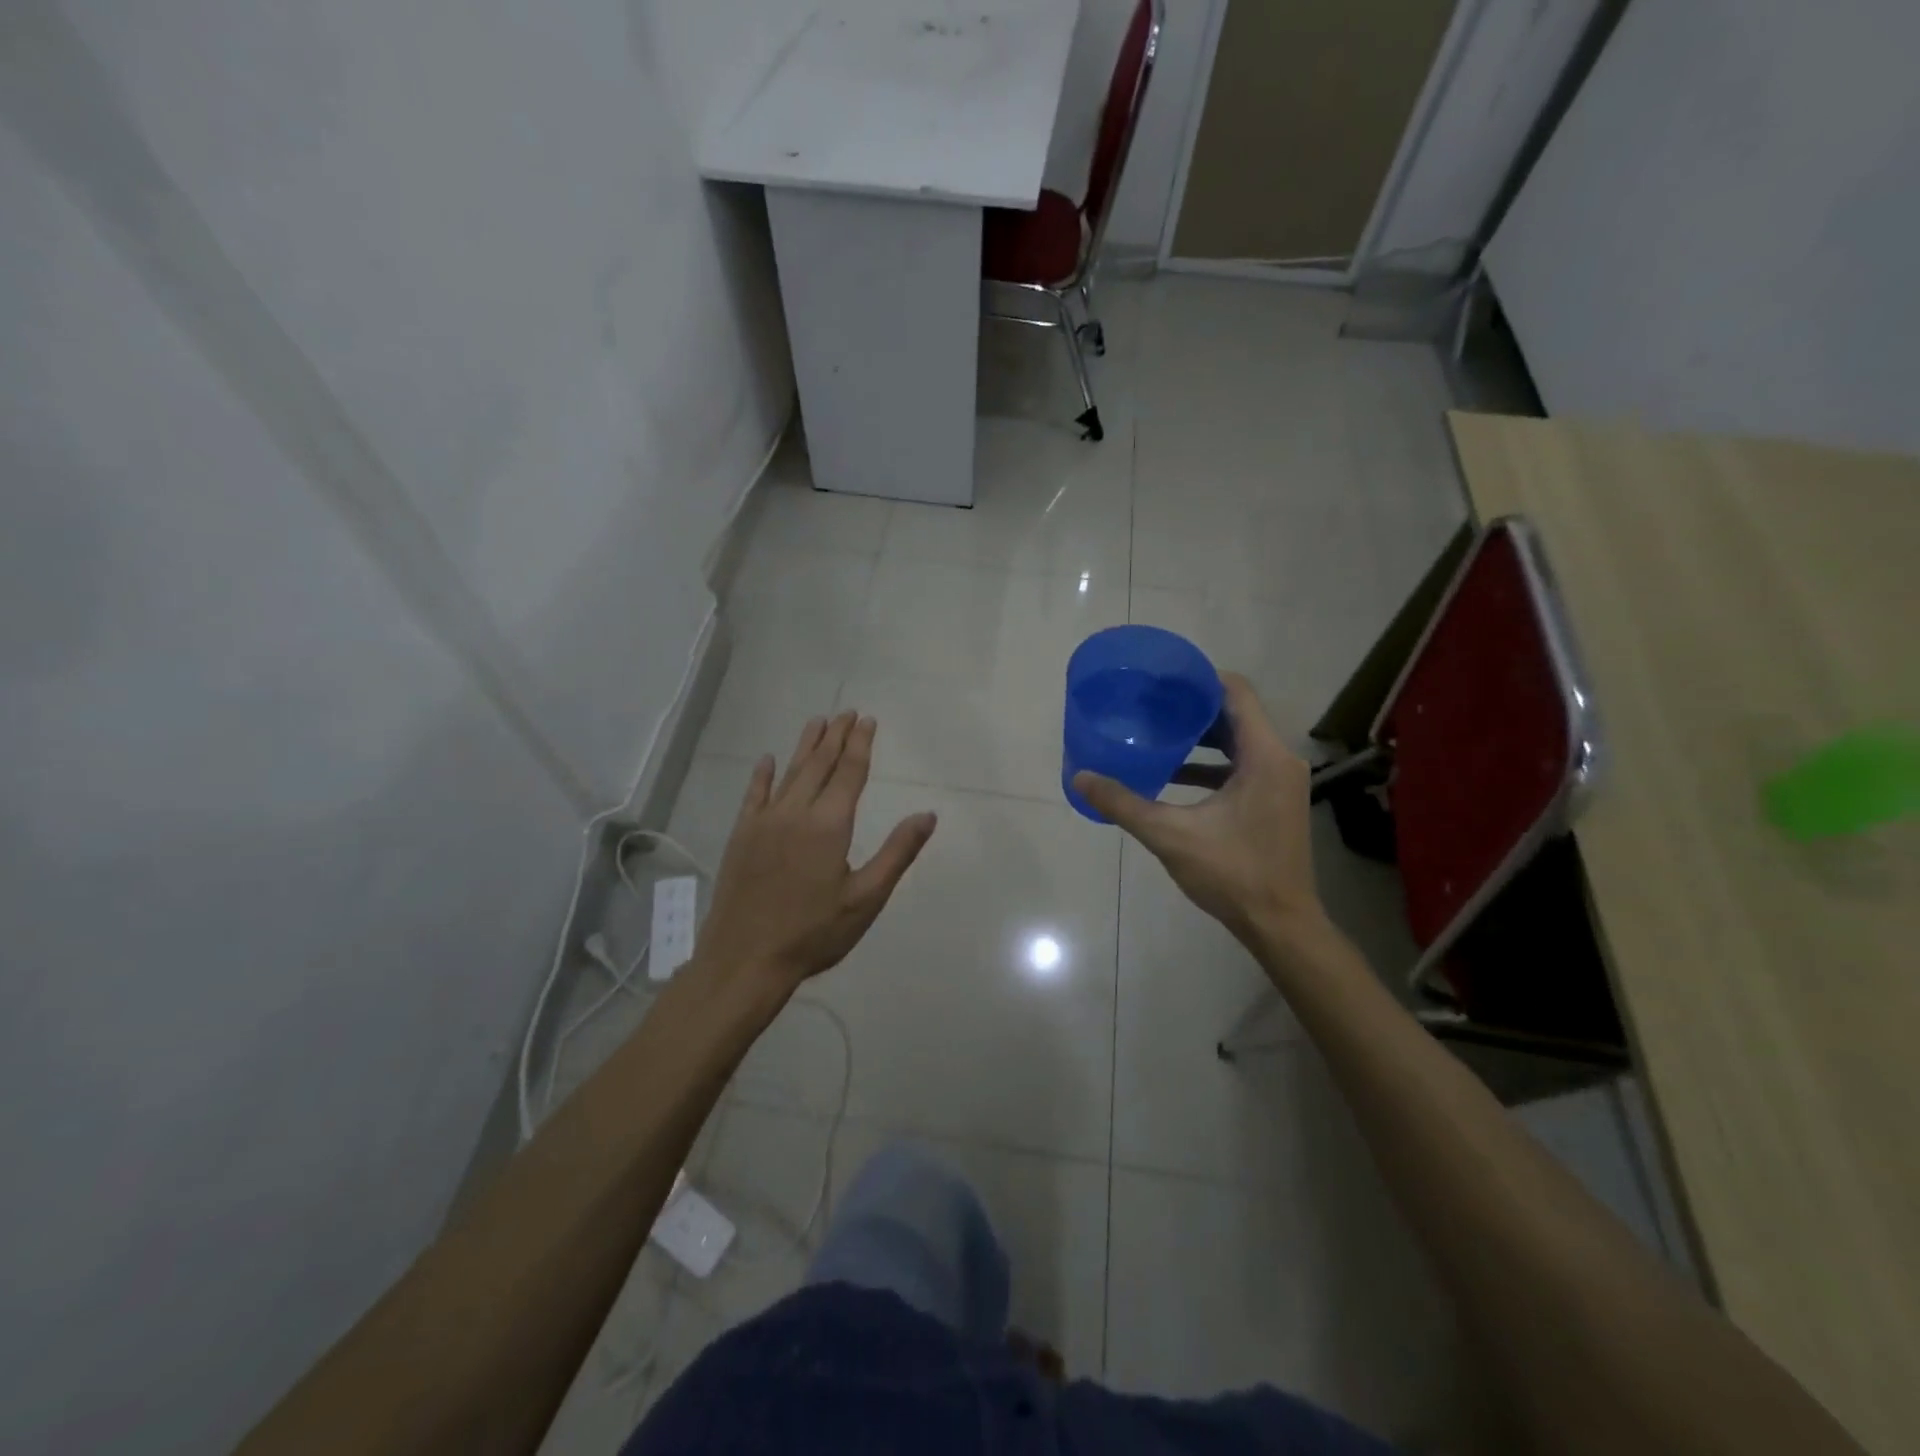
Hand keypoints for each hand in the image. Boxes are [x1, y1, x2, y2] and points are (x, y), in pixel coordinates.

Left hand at [695, 711, 936, 995]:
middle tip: (847, 713)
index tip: (867, 720)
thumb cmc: (813, 933)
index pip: (849, 772)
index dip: (860, 744)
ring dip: (805, 745)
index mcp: (829, 825)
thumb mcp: (866, 899)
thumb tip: (927, 815)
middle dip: (835, 736)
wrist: (745, 959)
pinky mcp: (741, 835)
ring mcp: (764, 821)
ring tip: (818, 721)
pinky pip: (754, 794)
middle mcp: (795, 812)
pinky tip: (768, 760)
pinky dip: (763, 774)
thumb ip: (897, 853)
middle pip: (819, 764)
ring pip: (789, 772)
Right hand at [1072, 673, 1326, 953]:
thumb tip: (1080, 777)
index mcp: (1264, 756)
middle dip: (1193, 707)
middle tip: (1151, 705)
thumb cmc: (1232, 874)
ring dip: (1202, 737)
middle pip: (1236, 714)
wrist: (1280, 924)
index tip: (1162, 681)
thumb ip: (1124, 803)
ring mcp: (1281, 781)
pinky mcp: (1276, 800)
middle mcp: (1280, 760)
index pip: (1237, 692)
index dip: (1199, 679)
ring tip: (1158, 734)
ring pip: (1240, 741)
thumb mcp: (1171, 835)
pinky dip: (1212, 763)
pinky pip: (1243, 765)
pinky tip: (1174, 775)